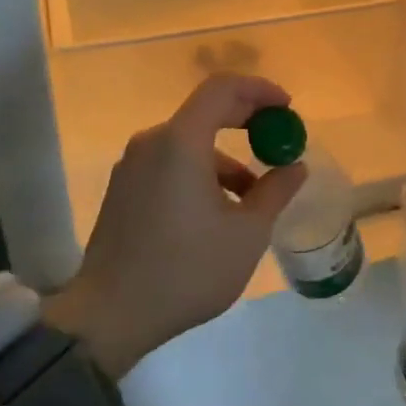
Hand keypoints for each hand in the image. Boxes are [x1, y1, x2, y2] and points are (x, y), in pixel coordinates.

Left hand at [44, 74, 307, 377]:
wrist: (110, 316)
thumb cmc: (186, 269)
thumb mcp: (247, 233)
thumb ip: (275, 191)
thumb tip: (295, 166)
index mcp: (180, 142)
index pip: (223, 88)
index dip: (259, 90)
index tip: (287, 107)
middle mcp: (152, 143)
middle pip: (205, 111)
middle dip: (247, 121)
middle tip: (279, 140)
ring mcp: (132, 166)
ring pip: (189, 144)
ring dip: (226, 158)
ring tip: (255, 196)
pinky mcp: (124, 190)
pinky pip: (170, 163)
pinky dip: (201, 172)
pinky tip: (219, 211)